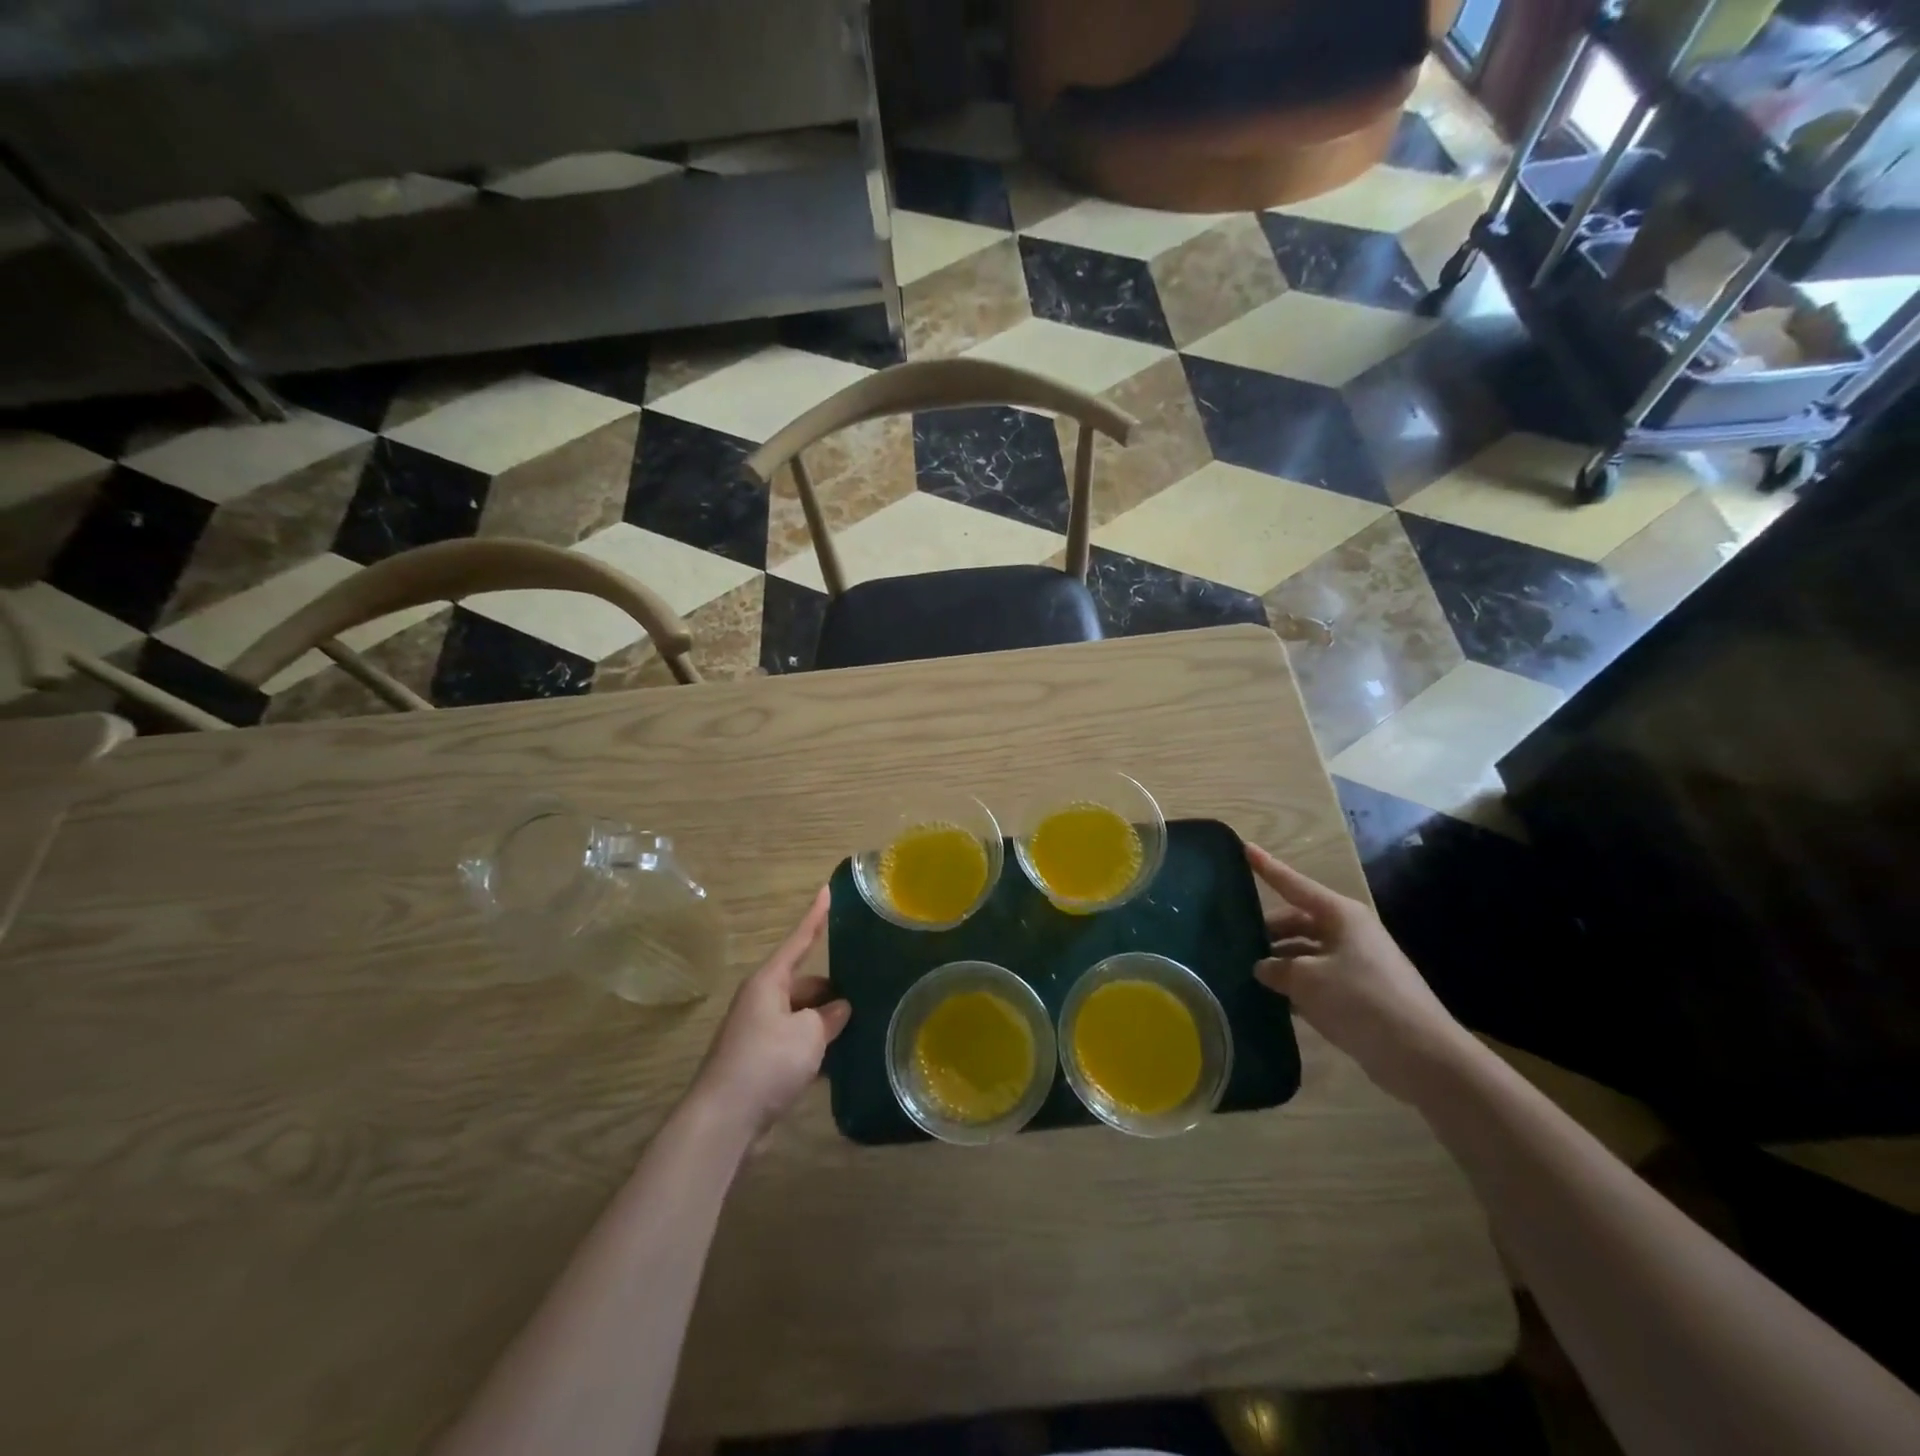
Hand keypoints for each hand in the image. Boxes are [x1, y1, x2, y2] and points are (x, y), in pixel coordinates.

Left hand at [690, 887, 851, 1136]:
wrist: (725, 1120)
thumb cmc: (767, 1061)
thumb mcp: (809, 1033)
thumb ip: (829, 1017)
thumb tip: (838, 1011)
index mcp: (769, 982)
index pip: (798, 941)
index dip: (815, 917)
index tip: (827, 891)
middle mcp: (762, 1002)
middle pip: (803, 985)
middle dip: (832, 990)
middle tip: (866, 993)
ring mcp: (759, 1034)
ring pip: (801, 1018)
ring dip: (824, 1023)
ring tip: (862, 1026)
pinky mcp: (760, 1064)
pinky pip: (795, 1045)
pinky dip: (815, 1050)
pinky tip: (840, 1062)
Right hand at [1245, 844, 1474, 1103]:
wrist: (1422, 1056)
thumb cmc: (1361, 1001)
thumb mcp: (1307, 981)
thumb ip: (1277, 968)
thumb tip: (1262, 967)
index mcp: (1340, 915)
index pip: (1293, 884)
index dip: (1267, 867)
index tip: (1243, 847)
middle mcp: (1348, 932)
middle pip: (1297, 921)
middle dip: (1267, 931)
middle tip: (1232, 942)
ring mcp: (1355, 963)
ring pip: (1305, 952)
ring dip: (1280, 962)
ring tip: (1244, 974)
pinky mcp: (1358, 993)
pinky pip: (1317, 979)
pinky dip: (1295, 986)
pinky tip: (1270, 1000)